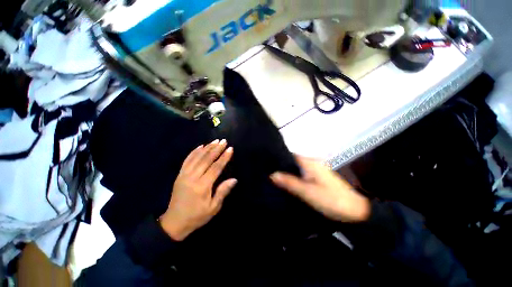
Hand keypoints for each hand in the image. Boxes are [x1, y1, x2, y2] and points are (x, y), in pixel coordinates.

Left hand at [159, 139, 236, 240]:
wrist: (174, 222)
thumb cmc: (197, 216)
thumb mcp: (213, 207)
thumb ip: (223, 191)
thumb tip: (234, 179)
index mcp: (203, 186)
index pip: (216, 167)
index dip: (224, 157)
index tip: (230, 149)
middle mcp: (193, 178)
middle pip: (206, 159)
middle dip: (216, 149)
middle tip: (224, 141)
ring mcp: (184, 175)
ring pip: (197, 157)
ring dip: (207, 148)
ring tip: (215, 141)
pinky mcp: (179, 175)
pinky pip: (187, 160)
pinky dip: (194, 151)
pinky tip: (201, 146)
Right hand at [270, 155, 369, 222]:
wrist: (356, 210)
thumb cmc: (331, 199)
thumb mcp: (307, 192)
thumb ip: (289, 182)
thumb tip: (272, 174)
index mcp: (309, 162)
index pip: (290, 154)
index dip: (278, 157)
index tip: (267, 163)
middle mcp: (312, 162)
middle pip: (293, 160)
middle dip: (281, 165)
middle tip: (268, 172)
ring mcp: (316, 168)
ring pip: (297, 166)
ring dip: (287, 171)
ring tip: (274, 176)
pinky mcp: (319, 176)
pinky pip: (302, 172)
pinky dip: (294, 175)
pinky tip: (288, 181)